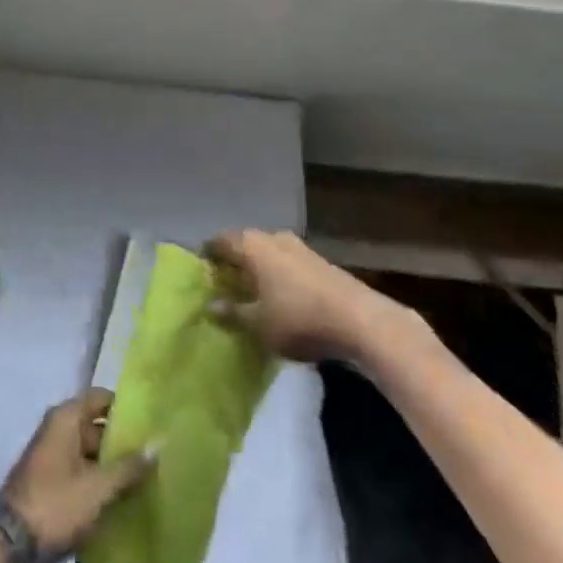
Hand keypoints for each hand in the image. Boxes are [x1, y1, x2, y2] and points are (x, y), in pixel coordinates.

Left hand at [0, 389, 153, 555]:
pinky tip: (125, 499)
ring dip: (114, 466)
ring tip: (149, 479)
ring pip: (91, 453)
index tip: (153, 421)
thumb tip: (158, 445)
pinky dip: (100, 483)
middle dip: (124, 441)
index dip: (126, 407)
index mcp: (66, 418)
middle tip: (158, 455)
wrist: (10, 548)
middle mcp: (58, 430)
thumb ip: (129, 467)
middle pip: (97, 426)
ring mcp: (53, 458)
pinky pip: (82, 474)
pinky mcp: (51, 485)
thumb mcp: (98, 488)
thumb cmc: (56, 505)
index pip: (102, 398)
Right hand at [205, 229, 422, 362]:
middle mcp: (274, 238)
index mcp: (253, 245)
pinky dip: (277, 276)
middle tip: (222, 283)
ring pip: (268, 254)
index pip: (220, 241)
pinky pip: (287, 264)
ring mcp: (300, 248)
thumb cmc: (299, 318)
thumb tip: (211, 305)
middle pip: (245, 245)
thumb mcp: (258, 324)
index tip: (200, 272)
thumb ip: (233, 312)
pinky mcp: (320, 263)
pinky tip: (279, 298)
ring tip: (250, 293)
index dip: (208, 255)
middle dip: (233, 262)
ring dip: (258, 269)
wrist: (362, 321)